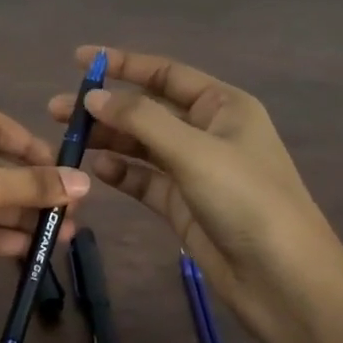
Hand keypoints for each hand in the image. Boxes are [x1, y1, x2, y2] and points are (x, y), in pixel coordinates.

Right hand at [49, 47, 342, 342]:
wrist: (284, 282)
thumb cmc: (247, 201)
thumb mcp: (194, 152)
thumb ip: (141, 120)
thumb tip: (93, 96)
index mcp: (224, 107)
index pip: (166, 74)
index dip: (123, 64)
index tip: (80, 60)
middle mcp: (208, 132)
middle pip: (148, 109)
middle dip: (106, 107)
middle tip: (58, 110)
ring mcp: (195, 170)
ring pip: (142, 145)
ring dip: (107, 139)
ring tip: (67, 139)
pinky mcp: (183, 205)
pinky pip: (144, 179)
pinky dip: (120, 171)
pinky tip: (94, 167)